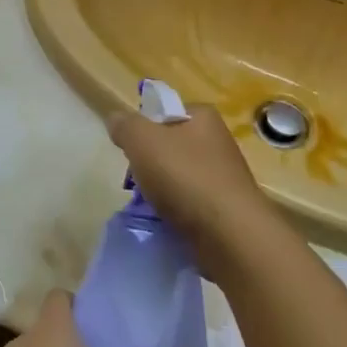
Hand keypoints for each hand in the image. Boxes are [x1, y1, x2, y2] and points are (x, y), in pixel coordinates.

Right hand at [106, 103, 272, 260]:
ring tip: (149, 207)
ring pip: (178, 177)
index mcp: (203, 118)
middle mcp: (218, 142)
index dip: (144, 129)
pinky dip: (175, 212)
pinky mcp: (225, 209)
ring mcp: (224, 177)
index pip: (166, 112)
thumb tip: (116, 119)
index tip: (132, 151)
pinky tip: (166, 222)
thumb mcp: (142, 140)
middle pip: (170, 147)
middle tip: (136, 182)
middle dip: (149, 165)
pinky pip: (190, 204)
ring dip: (160, 191)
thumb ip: (125, 126)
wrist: (230, 234)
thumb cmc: (186, 177)